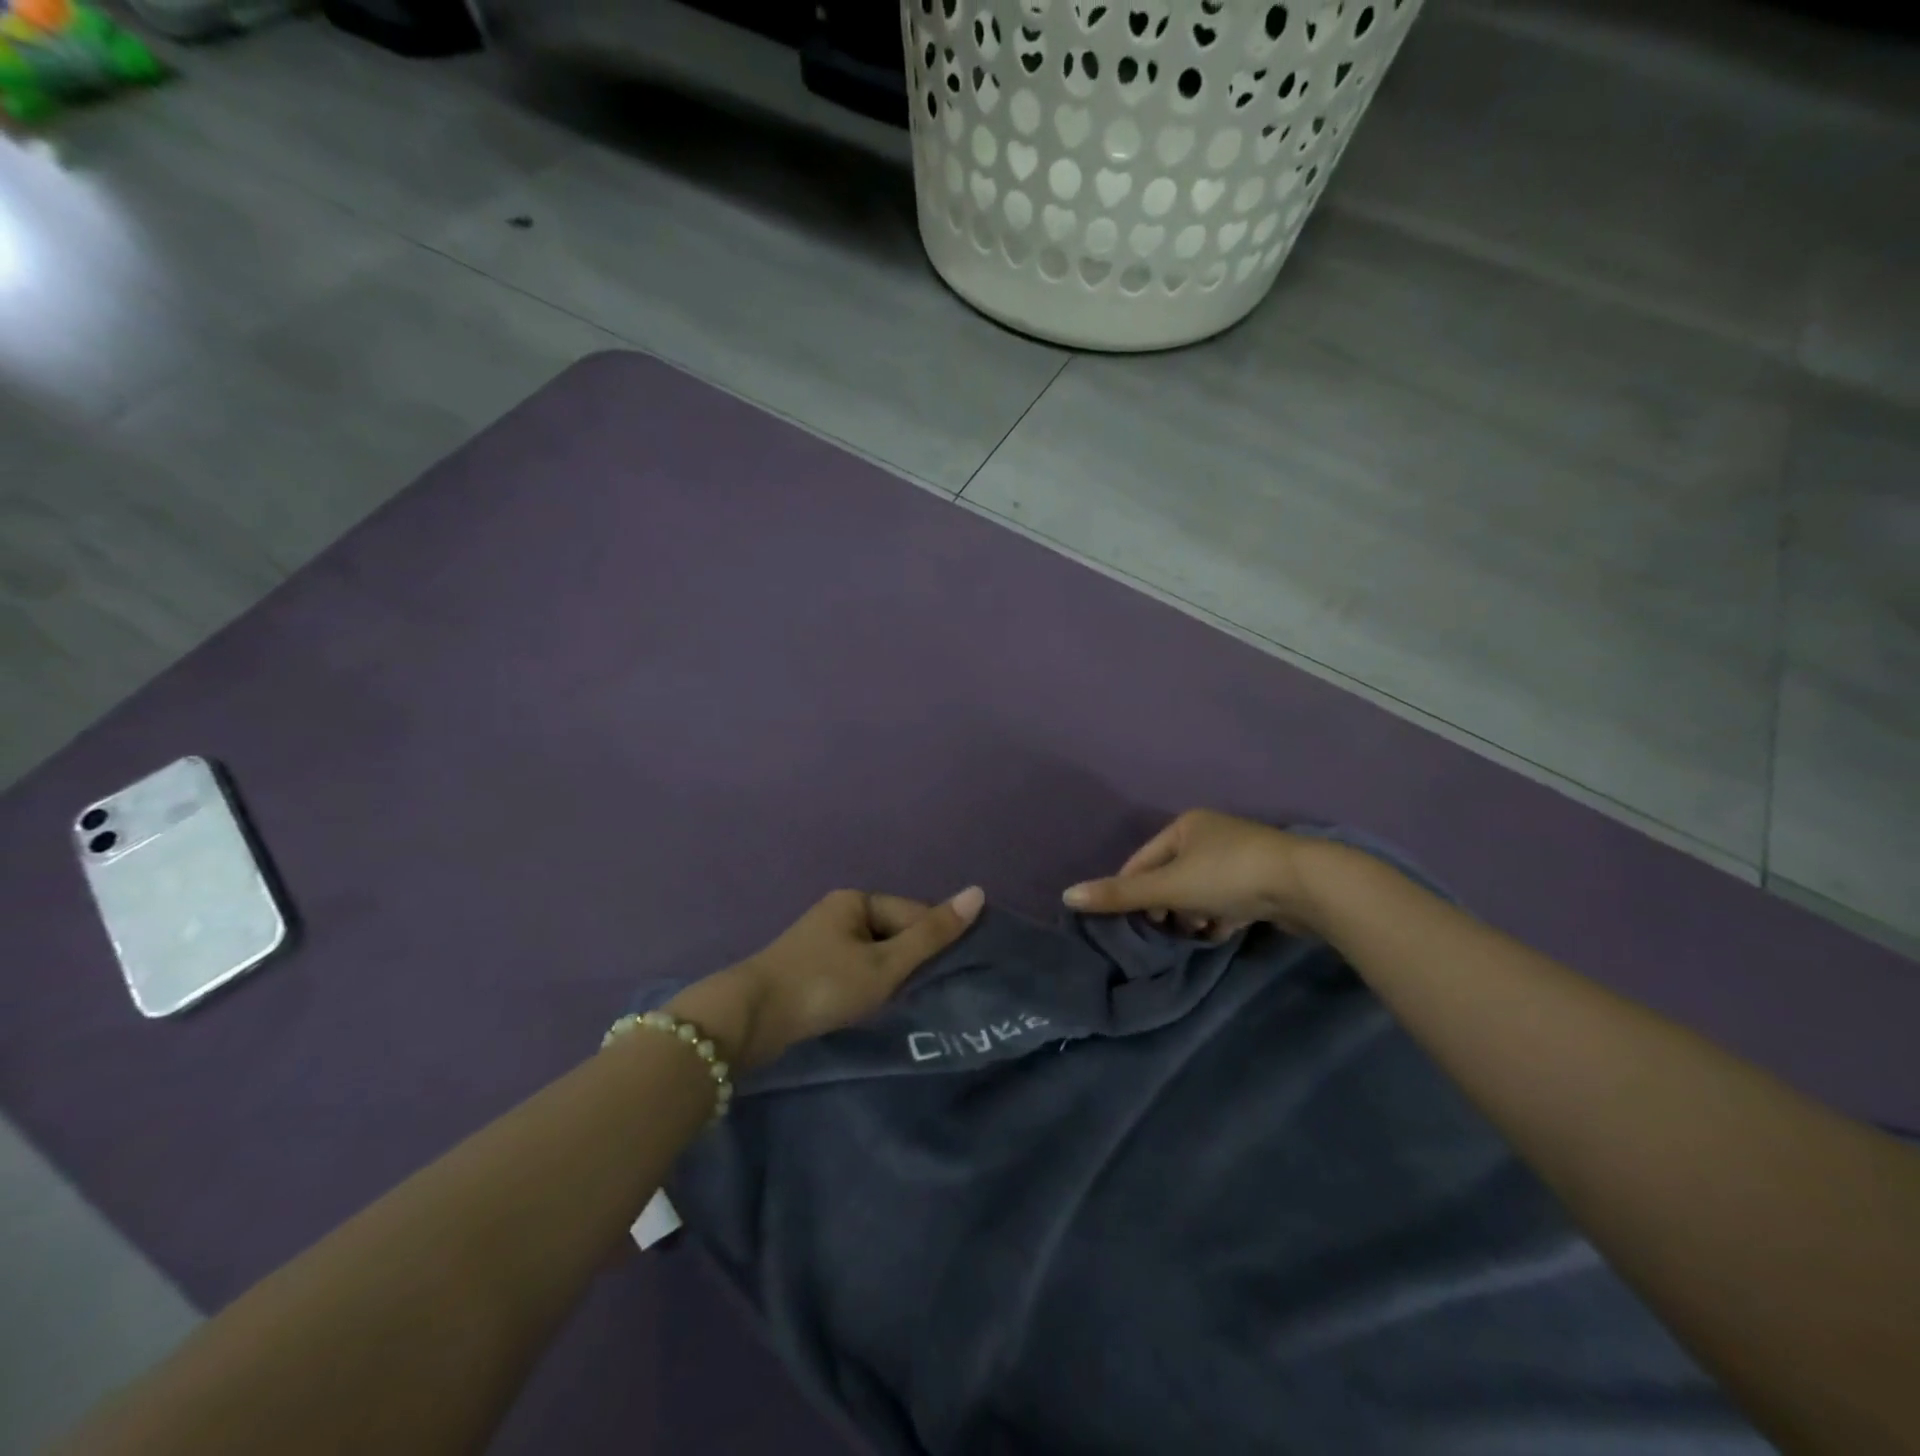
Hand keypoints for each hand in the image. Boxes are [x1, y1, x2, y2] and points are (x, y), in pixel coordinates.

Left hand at [670, 887, 984, 1070]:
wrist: (750, 1019)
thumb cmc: (824, 984)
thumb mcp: (885, 963)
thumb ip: (932, 934)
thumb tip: (978, 892)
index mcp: (856, 899)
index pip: (913, 914)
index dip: (930, 945)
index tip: (940, 977)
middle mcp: (838, 911)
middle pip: (893, 933)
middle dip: (907, 962)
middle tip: (913, 995)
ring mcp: (820, 939)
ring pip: (873, 955)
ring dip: (887, 977)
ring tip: (892, 1004)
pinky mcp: (808, 967)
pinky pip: (852, 969)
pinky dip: (865, 986)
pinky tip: (866, 1006)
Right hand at [1063, 810, 1324, 939]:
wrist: (1307, 885)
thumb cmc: (1229, 875)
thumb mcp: (1169, 886)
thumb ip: (1120, 894)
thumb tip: (1067, 897)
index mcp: (1186, 825)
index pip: (1143, 860)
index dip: (1131, 890)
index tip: (1128, 921)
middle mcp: (1211, 834)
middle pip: (1172, 876)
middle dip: (1167, 906)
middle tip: (1166, 929)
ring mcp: (1240, 856)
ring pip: (1199, 891)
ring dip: (1193, 914)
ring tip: (1198, 932)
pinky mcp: (1263, 880)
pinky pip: (1227, 899)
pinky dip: (1219, 917)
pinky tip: (1222, 931)